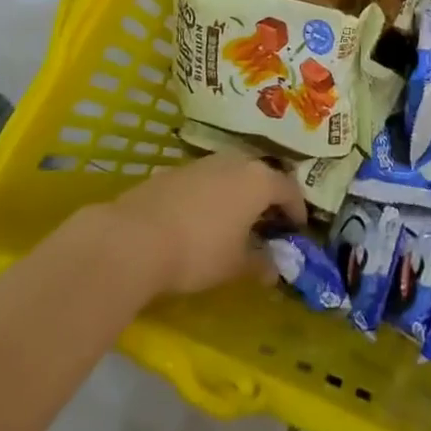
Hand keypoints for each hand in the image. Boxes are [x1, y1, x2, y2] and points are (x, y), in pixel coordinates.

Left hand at [102, 154, 306, 298]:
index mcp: (259, 180)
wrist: (134, 238)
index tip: (297, 231)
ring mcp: (203, 162)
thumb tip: (275, 268)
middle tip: (267, 224)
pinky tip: (200, 220)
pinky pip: (205, 180)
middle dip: (267, 199)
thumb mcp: (235, 266)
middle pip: (261, 176)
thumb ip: (260, 264)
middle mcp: (236, 161)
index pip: (290, 190)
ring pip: (231, 174)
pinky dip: (211, 196)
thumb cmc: (198, 251)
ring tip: (234, 222)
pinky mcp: (175, 170)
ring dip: (238, 195)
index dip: (297, 211)